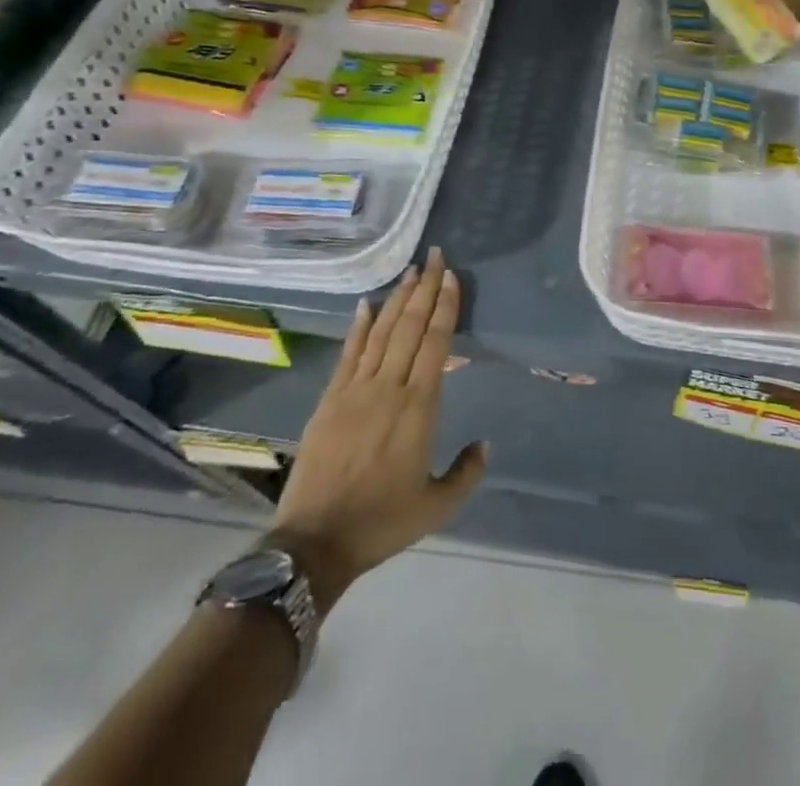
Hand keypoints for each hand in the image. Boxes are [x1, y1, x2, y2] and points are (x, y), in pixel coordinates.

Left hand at [267, 248, 485, 611]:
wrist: (315, 542)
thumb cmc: (382, 522)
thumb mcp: (437, 506)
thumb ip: (466, 472)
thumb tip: (484, 443)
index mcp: (418, 406)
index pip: (435, 342)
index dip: (444, 306)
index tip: (450, 276)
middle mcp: (388, 387)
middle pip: (409, 326)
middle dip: (424, 288)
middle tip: (434, 256)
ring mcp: (355, 390)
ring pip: (381, 332)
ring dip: (397, 299)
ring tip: (410, 270)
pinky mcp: (330, 399)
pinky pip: (349, 353)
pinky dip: (359, 326)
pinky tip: (367, 304)